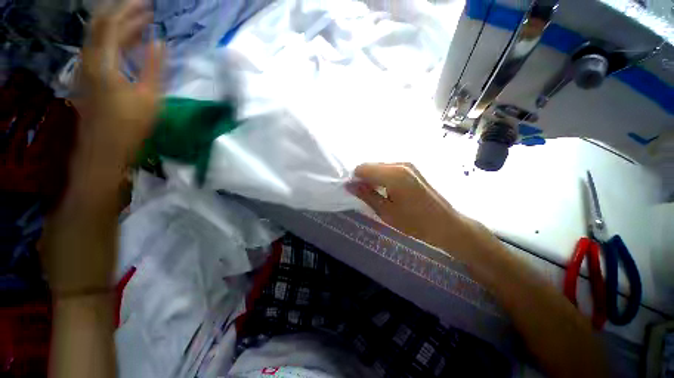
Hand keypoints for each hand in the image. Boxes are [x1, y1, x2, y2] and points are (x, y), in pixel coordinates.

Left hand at [76, 0, 162, 163]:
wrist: (105, 148)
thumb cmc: (130, 125)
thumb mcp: (149, 97)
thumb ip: (153, 67)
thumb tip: (159, 42)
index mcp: (103, 62)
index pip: (112, 24)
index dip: (129, 10)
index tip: (148, 4)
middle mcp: (89, 59)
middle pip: (101, 25)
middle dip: (122, 12)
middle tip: (144, 9)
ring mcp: (86, 68)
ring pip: (99, 36)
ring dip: (119, 26)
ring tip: (140, 23)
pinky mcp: (89, 77)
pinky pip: (99, 49)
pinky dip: (114, 41)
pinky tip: (128, 44)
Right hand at [348, 163, 492, 257]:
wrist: (446, 224)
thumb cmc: (415, 222)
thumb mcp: (386, 212)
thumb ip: (366, 195)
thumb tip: (349, 185)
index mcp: (393, 174)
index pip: (363, 168)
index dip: (355, 179)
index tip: (355, 192)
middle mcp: (400, 164)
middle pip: (371, 165)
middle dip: (364, 178)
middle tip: (365, 195)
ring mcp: (408, 165)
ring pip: (380, 166)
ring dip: (373, 178)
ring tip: (377, 195)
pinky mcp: (412, 169)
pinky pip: (389, 169)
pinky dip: (383, 177)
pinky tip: (387, 191)